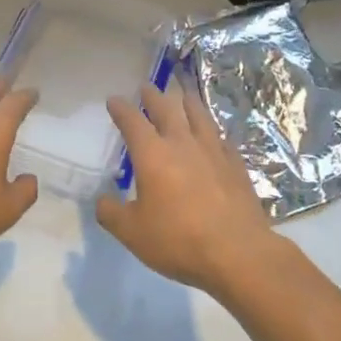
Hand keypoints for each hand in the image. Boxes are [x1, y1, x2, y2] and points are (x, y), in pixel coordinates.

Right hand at [96, 82, 283, 295]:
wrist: (238, 253)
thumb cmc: (178, 240)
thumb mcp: (132, 233)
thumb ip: (111, 213)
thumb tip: (102, 200)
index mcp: (152, 155)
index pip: (132, 121)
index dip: (121, 109)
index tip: (114, 100)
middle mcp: (182, 144)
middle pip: (167, 109)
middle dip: (153, 96)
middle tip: (146, 87)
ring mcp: (213, 151)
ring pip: (199, 116)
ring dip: (187, 102)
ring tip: (183, 94)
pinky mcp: (236, 165)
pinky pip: (221, 137)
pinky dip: (212, 130)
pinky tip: (214, 134)